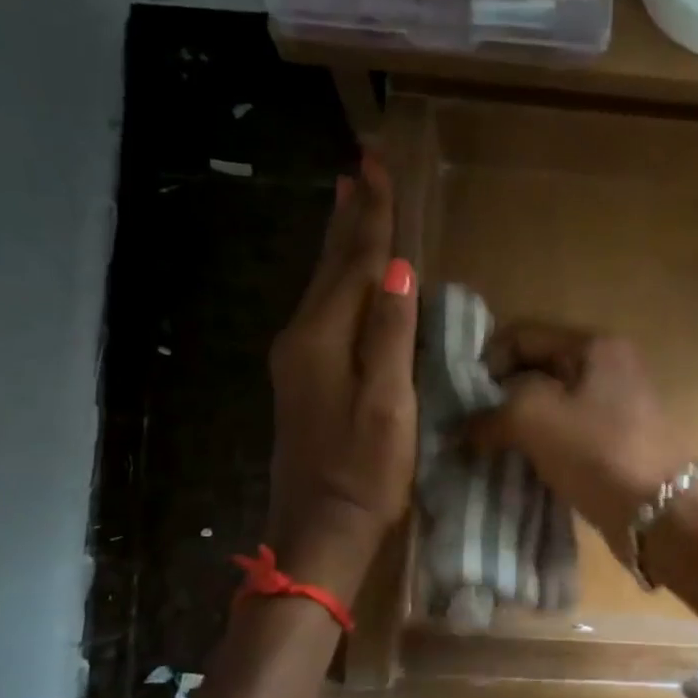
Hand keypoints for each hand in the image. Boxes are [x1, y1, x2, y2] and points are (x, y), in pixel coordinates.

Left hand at [264, 156, 417, 600]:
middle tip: (361, 170)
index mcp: (322, 338)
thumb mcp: (388, 404)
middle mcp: (301, 338)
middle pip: (331, 266)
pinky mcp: (303, 380)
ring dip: (340, 244)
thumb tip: (400, 270)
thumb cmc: (365, 473)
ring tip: (351, 203)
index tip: (378, 165)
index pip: (356, 263)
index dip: (373, 216)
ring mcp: (297, 360)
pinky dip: (338, 281)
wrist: (320, 532)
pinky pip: (324, 312)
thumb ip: (391, 336)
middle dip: (350, 218)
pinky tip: (346, 277)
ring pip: (323, 286)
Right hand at [467, 324, 686, 566]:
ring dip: (516, 427)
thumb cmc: (601, 453)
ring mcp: (614, 410)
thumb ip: (491, 414)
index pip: (523, 336)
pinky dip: (538, 449)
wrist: (665, 515)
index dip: (486, 362)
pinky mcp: (614, 447)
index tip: (460, 400)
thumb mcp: (536, 418)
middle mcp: (608, 370)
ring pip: (549, 408)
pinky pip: (564, 437)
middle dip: (498, 398)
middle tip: (467, 428)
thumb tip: (461, 429)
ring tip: (485, 450)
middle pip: (536, 371)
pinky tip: (515, 467)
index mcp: (595, 347)